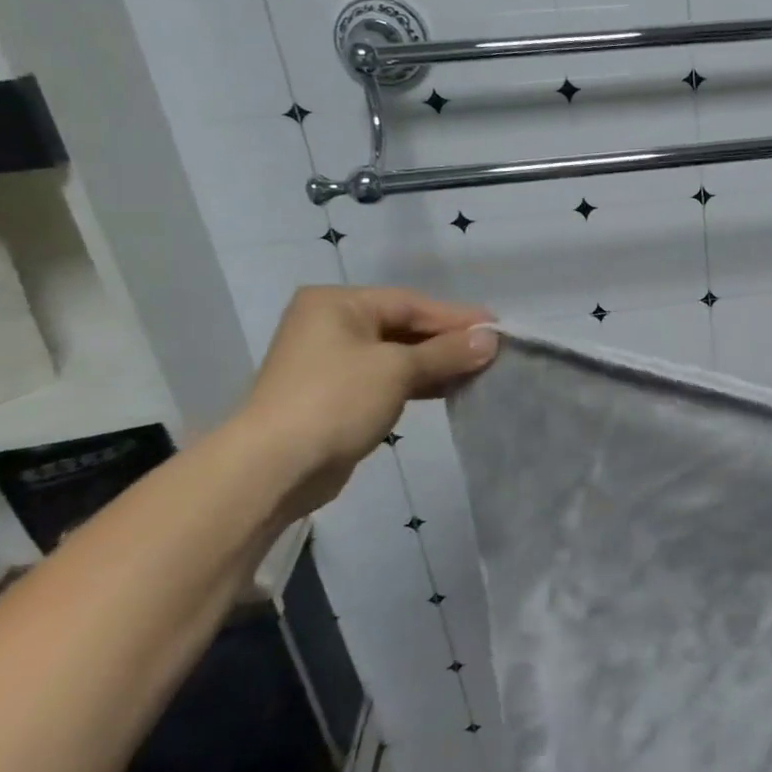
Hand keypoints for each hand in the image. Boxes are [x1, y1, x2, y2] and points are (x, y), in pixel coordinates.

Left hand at [237, 286, 496, 514]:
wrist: (274, 468)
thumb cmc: (335, 401)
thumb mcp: (398, 370)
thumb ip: (447, 352)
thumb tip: (491, 340)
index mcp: (337, 304)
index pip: (411, 303)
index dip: (456, 317)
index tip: (497, 328)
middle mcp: (331, 325)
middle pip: (404, 326)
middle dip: (448, 341)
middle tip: (492, 350)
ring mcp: (331, 362)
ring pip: (397, 354)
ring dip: (436, 363)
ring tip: (479, 371)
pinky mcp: (337, 395)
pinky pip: (387, 378)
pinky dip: (418, 382)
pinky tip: (449, 389)